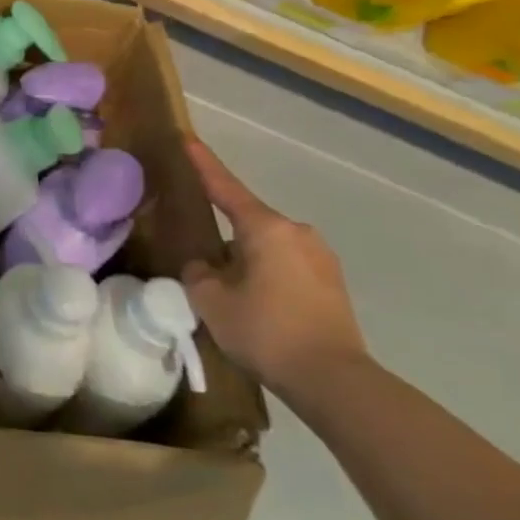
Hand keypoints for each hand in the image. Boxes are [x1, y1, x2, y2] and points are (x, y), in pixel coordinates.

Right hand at [179, 138, 367, 399]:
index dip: (203, 164)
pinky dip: (267, 276)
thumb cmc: (265, 331)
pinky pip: (286, 266)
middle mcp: (296, 233)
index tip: (187, 139)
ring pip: (267, 247)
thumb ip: (199, 272)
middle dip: (225, 237)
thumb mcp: (211, 301)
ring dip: (246, 260)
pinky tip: (257, 306)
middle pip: (248, 223)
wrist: (333, 380)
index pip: (225, 188)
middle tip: (203, 263)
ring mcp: (320, 257)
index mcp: (265, 228)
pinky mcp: (332, 283)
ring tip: (230, 294)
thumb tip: (206, 264)